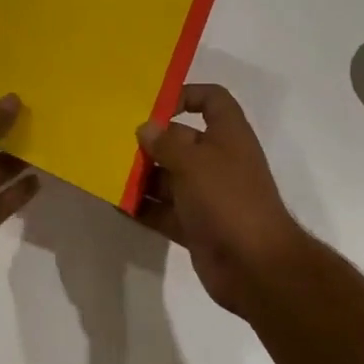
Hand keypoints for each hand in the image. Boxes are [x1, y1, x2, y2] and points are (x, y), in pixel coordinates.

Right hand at [134, 84, 312, 316]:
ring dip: (142, 176)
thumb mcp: (194, 163)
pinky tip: (116, 205)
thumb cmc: (228, 200)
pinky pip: (164, 210)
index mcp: (228, 135)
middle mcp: (218, 161)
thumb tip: (145, 128)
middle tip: (114, 142)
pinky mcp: (196, 226)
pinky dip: (143, 208)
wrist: (256, 268)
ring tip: (107, 173)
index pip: (212, 100)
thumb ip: (166, 143)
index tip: (153, 105)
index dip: (186, 94)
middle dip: (150, 141)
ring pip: (169, 177)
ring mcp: (207, 195)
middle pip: (181, 140)